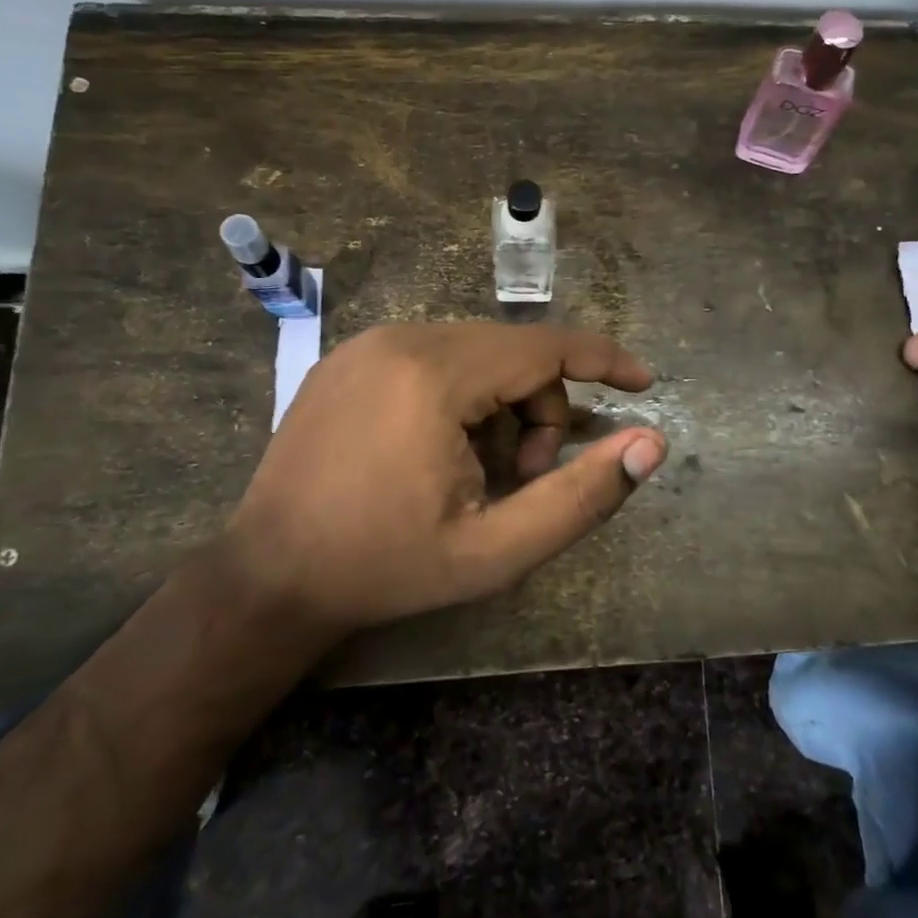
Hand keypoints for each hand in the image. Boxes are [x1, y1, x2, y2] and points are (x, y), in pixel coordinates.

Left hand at [223, 322, 667, 632]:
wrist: (267, 579)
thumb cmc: (386, 567)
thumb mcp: (496, 550)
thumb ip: (581, 496)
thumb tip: (650, 444)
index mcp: (434, 374)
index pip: (545, 346)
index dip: (604, 361)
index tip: (645, 382)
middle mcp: (399, 338)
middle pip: (512, 352)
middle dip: (543, 408)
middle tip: (528, 477)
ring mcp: (366, 344)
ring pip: (475, 353)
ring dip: (504, 404)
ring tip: (483, 471)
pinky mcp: (348, 358)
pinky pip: (435, 357)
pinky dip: (465, 395)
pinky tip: (445, 450)